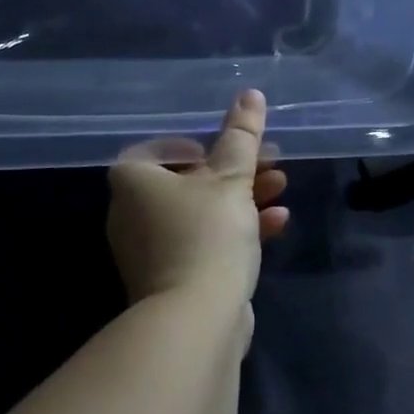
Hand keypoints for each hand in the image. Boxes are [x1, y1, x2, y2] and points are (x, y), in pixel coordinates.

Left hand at [107, 90, 289, 311]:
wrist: (196, 320)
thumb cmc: (207, 233)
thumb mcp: (231, 177)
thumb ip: (241, 135)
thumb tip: (250, 93)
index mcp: (133, 181)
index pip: (161, 148)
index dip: (200, 143)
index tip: (231, 147)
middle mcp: (133, 213)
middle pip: (189, 179)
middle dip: (235, 170)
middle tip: (270, 161)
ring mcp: (151, 250)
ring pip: (201, 211)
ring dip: (242, 197)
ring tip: (281, 186)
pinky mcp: (173, 279)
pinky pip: (205, 241)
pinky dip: (236, 229)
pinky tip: (277, 223)